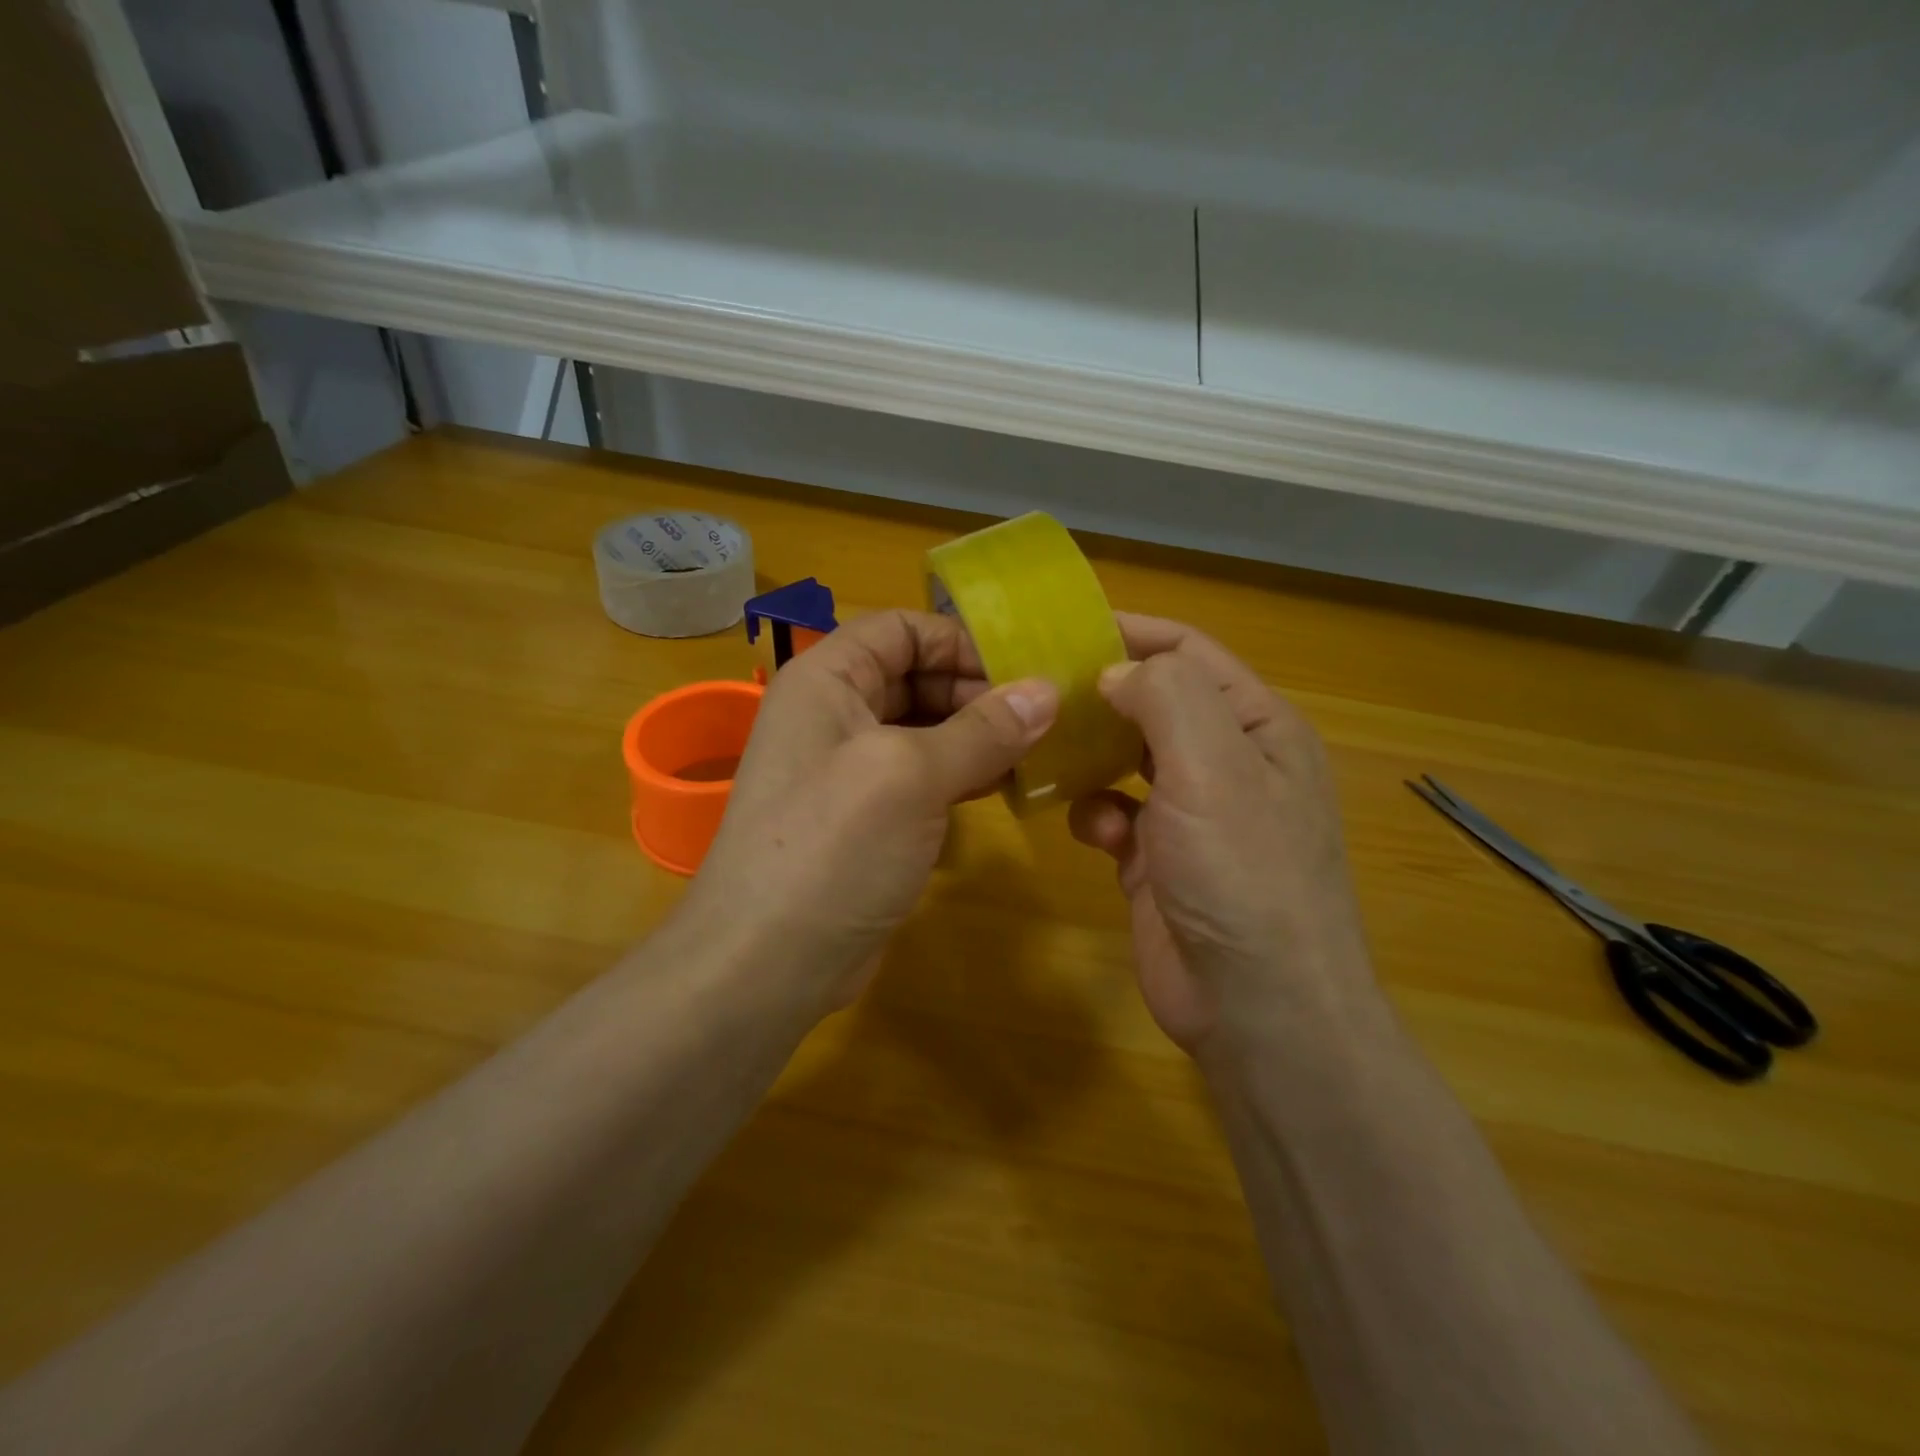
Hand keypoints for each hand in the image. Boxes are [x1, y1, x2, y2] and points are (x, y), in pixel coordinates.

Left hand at [682, 609, 1057, 1012]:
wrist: (764, 964)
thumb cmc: (831, 848)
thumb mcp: (911, 776)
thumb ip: (982, 730)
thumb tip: (1048, 692)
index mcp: (827, 680)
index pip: (900, 629)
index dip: (959, 641)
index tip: (1020, 671)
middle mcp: (833, 715)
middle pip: (915, 676)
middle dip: (976, 692)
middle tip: (1042, 718)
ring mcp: (847, 770)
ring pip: (923, 730)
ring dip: (976, 736)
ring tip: (1037, 753)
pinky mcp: (865, 819)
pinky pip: (920, 777)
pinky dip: (961, 775)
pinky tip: (1003, 789)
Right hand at [1068, 613, 1375, 1057]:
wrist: (1256, 1007)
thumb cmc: (1244, 874)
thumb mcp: (1214, 766)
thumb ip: (1166, 698)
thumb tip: (1115, 675)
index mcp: (1256, 728)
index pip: (1188, 654)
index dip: (1130, 633)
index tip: (1062, 628)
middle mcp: (1227, 763)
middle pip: (1154, 704)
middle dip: (1100, 695)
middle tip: (1036, 689)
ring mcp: (1193, 815)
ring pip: (1127, 760)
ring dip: (1091, 755)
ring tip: (1047, 752)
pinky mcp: (1160, 861)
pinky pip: (1117, 815)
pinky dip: (1098, 815)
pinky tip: (1093, 833)